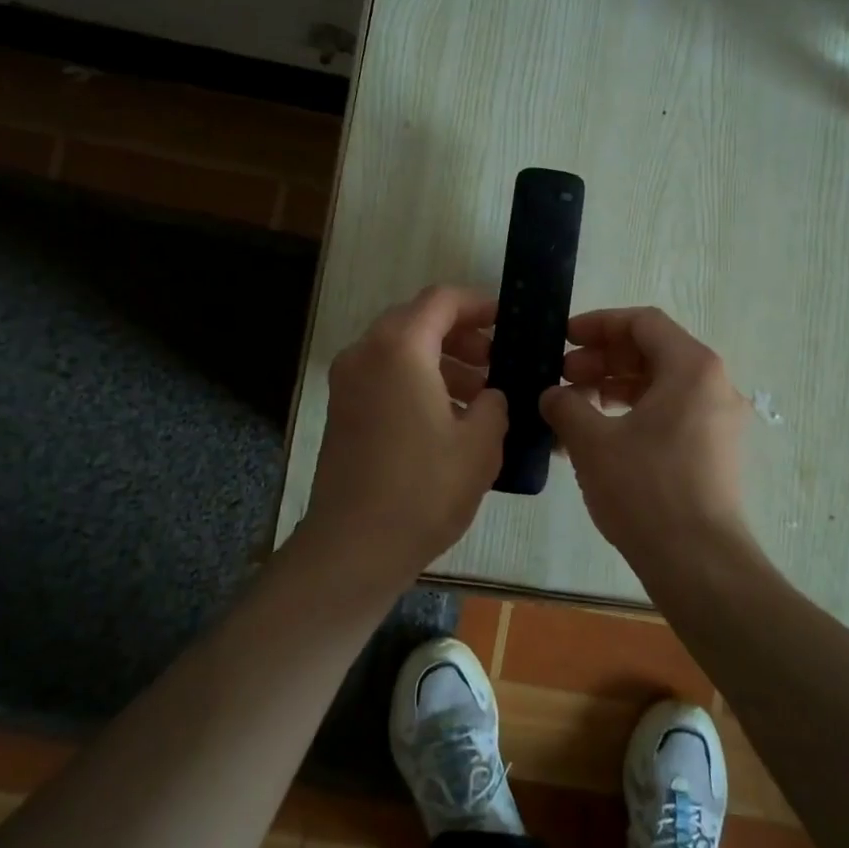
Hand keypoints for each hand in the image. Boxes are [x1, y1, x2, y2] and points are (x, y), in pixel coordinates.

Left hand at [300, 285, 507, 589]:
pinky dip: (416, 380)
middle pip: (417, 321)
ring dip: (440, 361)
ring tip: (479, 395)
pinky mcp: (342, 410)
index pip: (441, 300)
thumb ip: (494, 404)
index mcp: (399, 349)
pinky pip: (384, 376)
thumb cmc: (424, 489)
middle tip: (495, 361)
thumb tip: (491, 396)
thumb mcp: (480, 444)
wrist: (354, 546)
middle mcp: (365, 353)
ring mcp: (347, 382)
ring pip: (399, 350)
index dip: (478, 304)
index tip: (506, 322)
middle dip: (460, 335)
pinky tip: (448, 417)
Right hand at [539, 307, 752, 562]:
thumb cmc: (645, 489)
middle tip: (562, 377)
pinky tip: (597, 436)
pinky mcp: (715, 451)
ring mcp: (719, 419)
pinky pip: (670, 414)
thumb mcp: (592, 442)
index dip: (598, 325)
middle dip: (602, 359)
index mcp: (692, 367)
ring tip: (573, 407)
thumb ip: (565, 405)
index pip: (643, 322)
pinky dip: (633, 414)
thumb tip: (552, 394)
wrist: (699, 562)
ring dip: (614, 387)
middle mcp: (714, 384)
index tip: (564, 339)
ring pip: (660, 384)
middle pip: (652, 351)